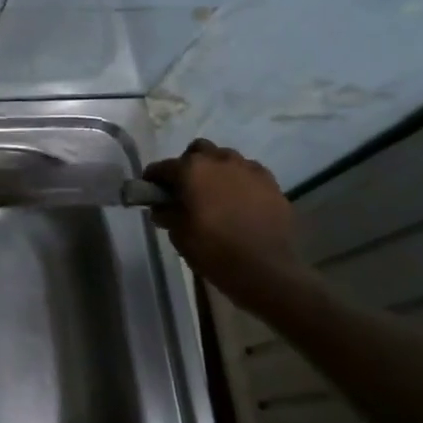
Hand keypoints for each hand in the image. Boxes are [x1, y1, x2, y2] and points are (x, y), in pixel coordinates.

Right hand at [143, 140, 319, 311]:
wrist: (266, 271)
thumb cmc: (214, 251)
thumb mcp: (178, 235)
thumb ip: (166, 213)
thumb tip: (162, 206)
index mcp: (191, 169)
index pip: (163, 167)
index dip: (153, 179)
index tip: (151, 191)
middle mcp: (219, 160)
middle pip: (197, 151)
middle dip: (189, 165)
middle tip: (188, 190)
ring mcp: (248, 169)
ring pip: (225, 159)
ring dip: (216, 171)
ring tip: (217, 196)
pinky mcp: (271, 183)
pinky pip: (249, 173)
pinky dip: (240, 182)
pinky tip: (241, 203)